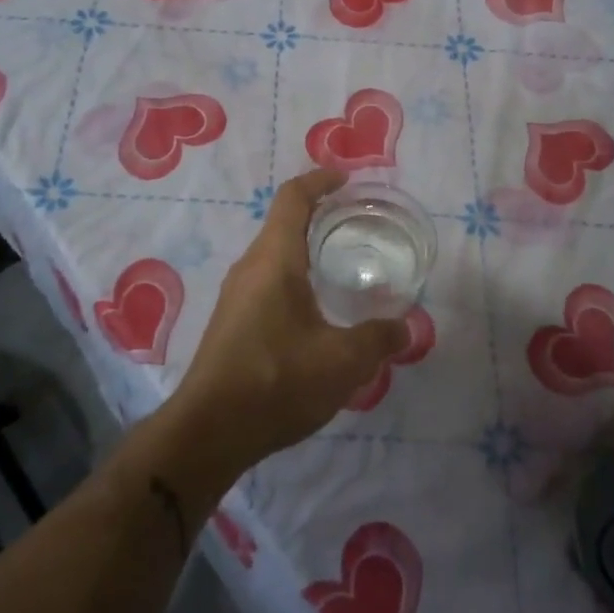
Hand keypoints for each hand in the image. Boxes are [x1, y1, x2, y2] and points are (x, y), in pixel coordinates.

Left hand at [167, 171, 408, 477]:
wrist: (208, 433)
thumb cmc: (276, 382)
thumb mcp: (342, 362)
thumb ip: (378, 340)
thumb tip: (405, 328)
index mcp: (273, 259)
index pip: (293, 198)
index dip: (320, 180)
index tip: (347, 180)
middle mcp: (250, 268)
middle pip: (283, 223)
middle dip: (320, 216)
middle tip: (359, 226)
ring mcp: (236, 296)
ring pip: (274, 256)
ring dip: (306, 251)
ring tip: (343, 266)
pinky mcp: (232, 322)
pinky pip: (267, 283)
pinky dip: (295, 279)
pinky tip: (317, 312)